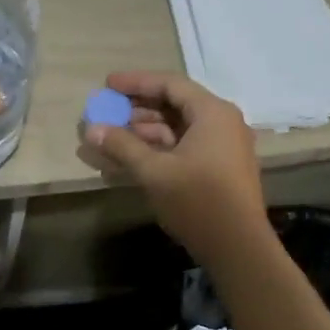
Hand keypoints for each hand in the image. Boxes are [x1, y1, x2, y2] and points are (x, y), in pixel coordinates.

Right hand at [79, 71, 268, 265]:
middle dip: (138, 108)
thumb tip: (91, 128)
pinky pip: (186, 145)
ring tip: (114, 137)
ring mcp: (224, 146)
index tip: (107, 85)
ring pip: (179, 127)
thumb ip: (122, 145)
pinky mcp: (221, 167)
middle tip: (108, 112)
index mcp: (212, 113)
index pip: (170, 84)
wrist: (238, 247)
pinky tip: (133, 158)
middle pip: (175, 104)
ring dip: (146, 130)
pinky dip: (160, 147)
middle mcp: (222, 122)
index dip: (136, 82)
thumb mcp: (154, 171)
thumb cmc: (197, 200)